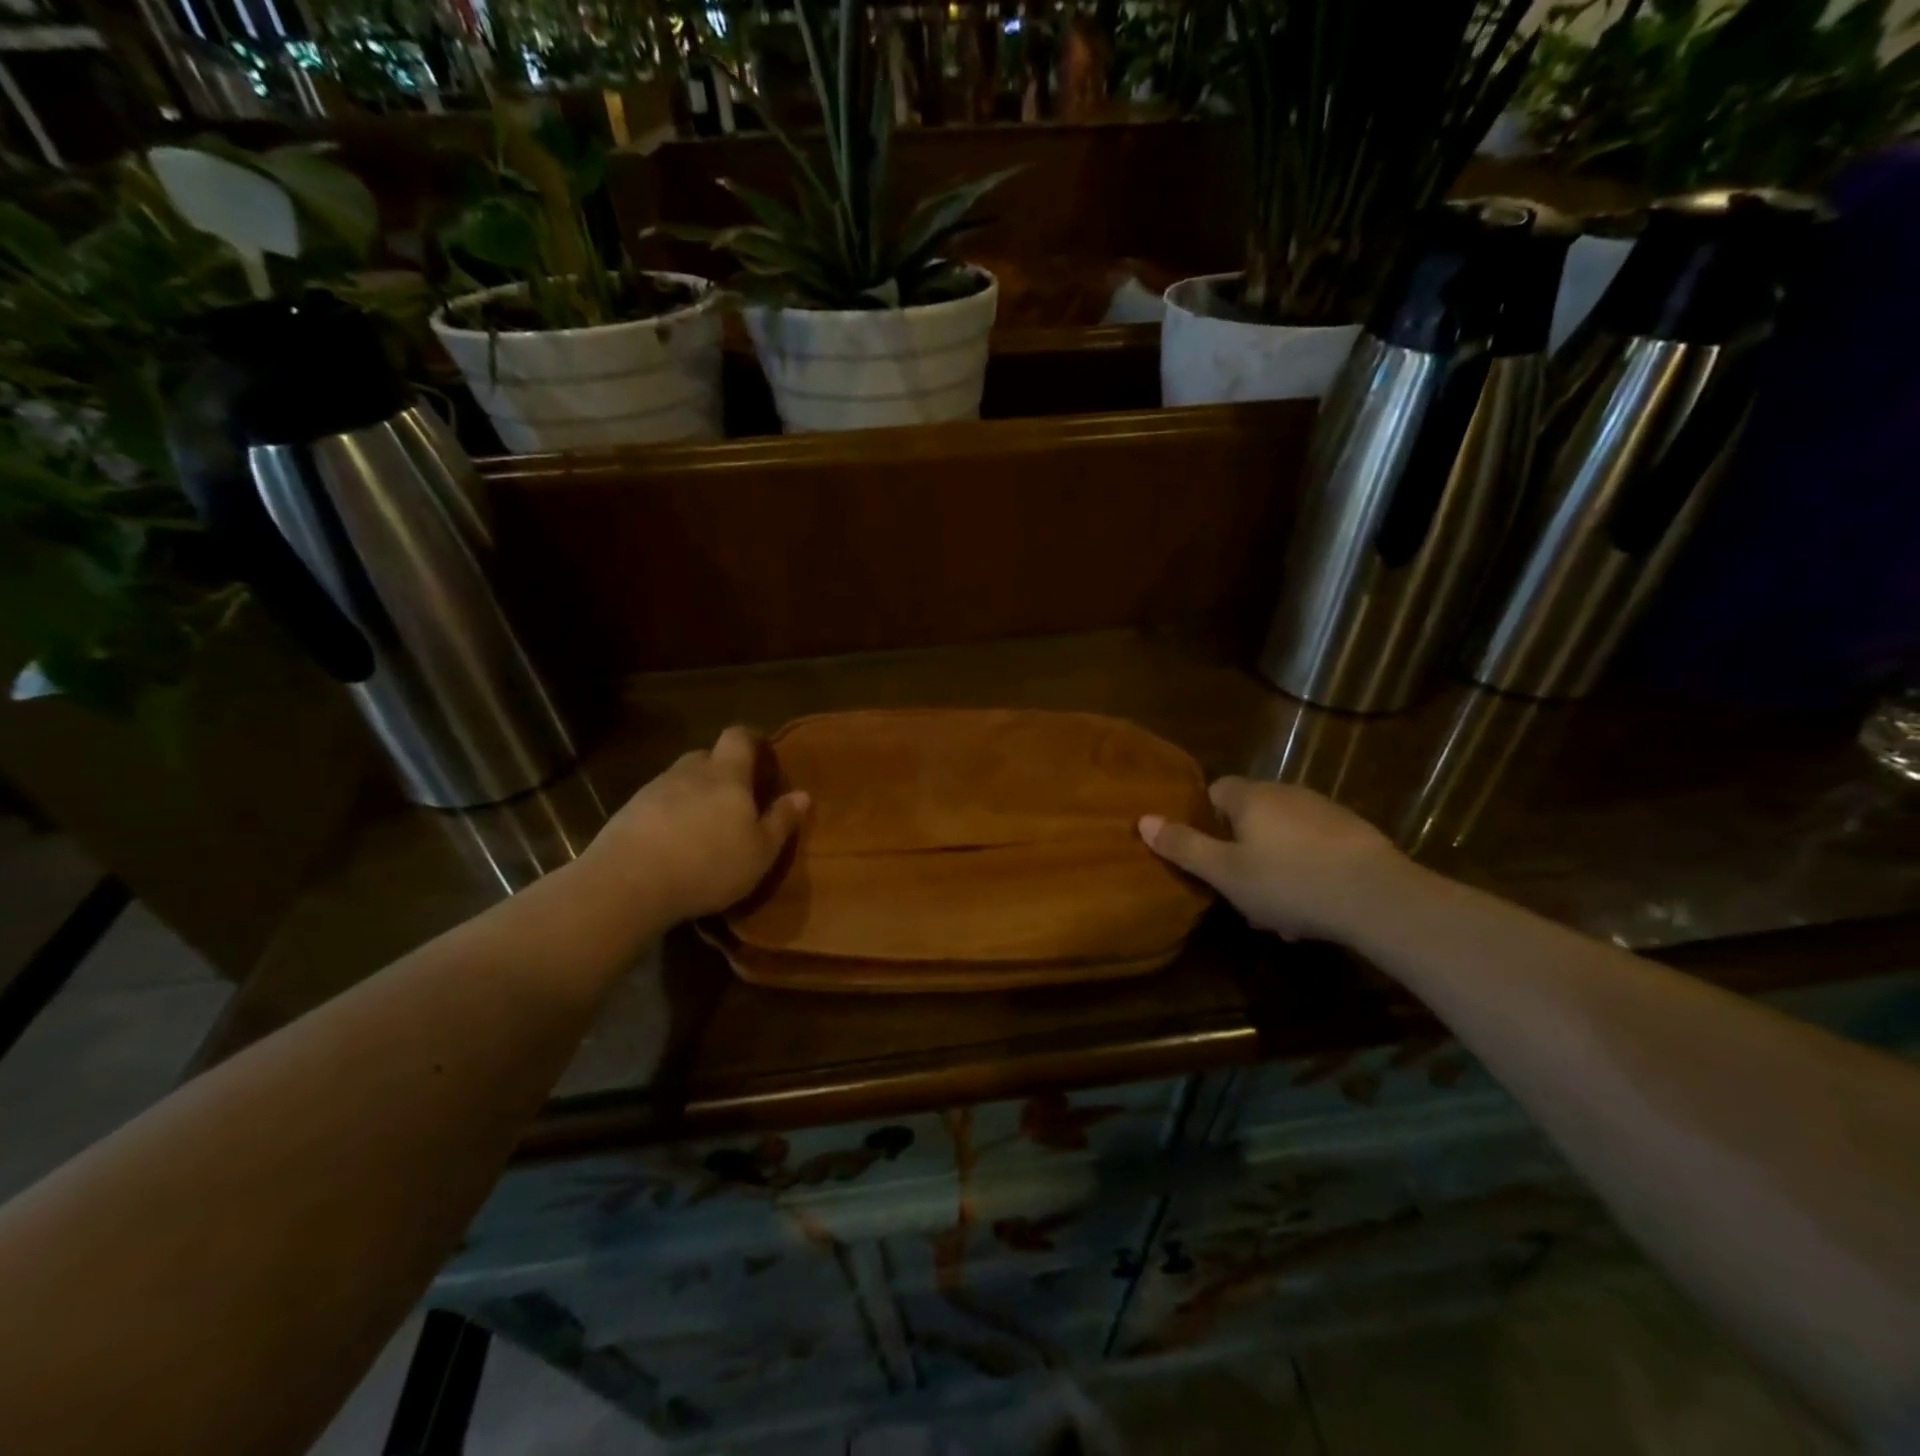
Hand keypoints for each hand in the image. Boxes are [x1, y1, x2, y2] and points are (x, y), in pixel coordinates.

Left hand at [582, 727, 809, 924]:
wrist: (628, 883)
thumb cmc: (708, 864)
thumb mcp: (759, 852)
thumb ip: (781, 820)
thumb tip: (803, 794)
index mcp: (726, 775)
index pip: (738, 737)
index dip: (751, 739)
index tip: (762, 751)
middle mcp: (689, 772)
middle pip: (707, 756)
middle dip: (722, 769)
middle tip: (736, 795)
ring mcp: (653, 790)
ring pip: (680, 780)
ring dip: (694, 793)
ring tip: (703, 824)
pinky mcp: (627, 812)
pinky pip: (657, 803)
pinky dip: (669, 814)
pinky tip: (673, 842)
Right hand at [1139, 777, 1410, 943]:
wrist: (1377, 896)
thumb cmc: (1287, 882)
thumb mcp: (1224, 872)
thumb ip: (1183, 847)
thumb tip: (1142, 820)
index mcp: (1250, 797)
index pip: (1216, 791)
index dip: (1206, 820)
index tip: (1208, 854)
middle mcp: (1286, 793)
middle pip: (1251, 817)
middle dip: (1242, 852)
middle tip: (1241, 894)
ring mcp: (1324, 811)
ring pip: (1284, 838)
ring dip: (1275, 868)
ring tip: (1279, 914)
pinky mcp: (1354, 834)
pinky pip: (1315, 849)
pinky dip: (1307, 872)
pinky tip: (1312, 910)